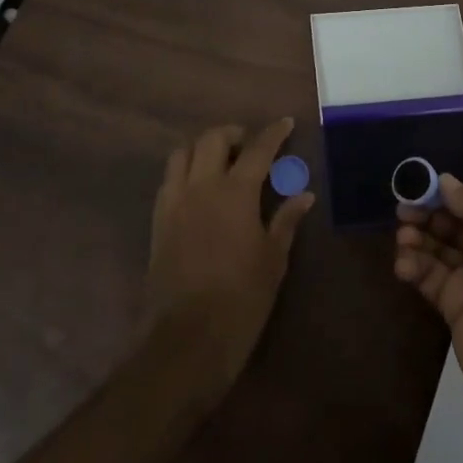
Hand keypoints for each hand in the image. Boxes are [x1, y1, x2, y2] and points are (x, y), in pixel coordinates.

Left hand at [142, 119, 315, 395]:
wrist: (187, 339)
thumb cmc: (241, 299)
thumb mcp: (273, 259)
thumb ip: (286, 220)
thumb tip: (304, 194)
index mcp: (235, 192)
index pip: (257, 149)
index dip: (273, 133)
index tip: (286, 123)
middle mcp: (201, 187)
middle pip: (212, 139)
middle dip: (233, 133)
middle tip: (249, 145)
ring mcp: (174, 203)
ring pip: (182, 154)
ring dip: (202, 148)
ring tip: (220, 161)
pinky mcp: (158, 222)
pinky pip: (168, 181)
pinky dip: (184, 172)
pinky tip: (198, 189)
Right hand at [394, 176, 462, 441]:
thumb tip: (445, 180)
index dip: (448, 195)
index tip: (419, 186)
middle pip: (454, 225)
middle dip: (428, 215)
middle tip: (403, 211)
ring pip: (438, 250)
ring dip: (417, 239)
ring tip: (403, 238)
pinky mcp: (454, 309)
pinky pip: (429, 279)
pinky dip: (413, 268)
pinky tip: (403, 265)